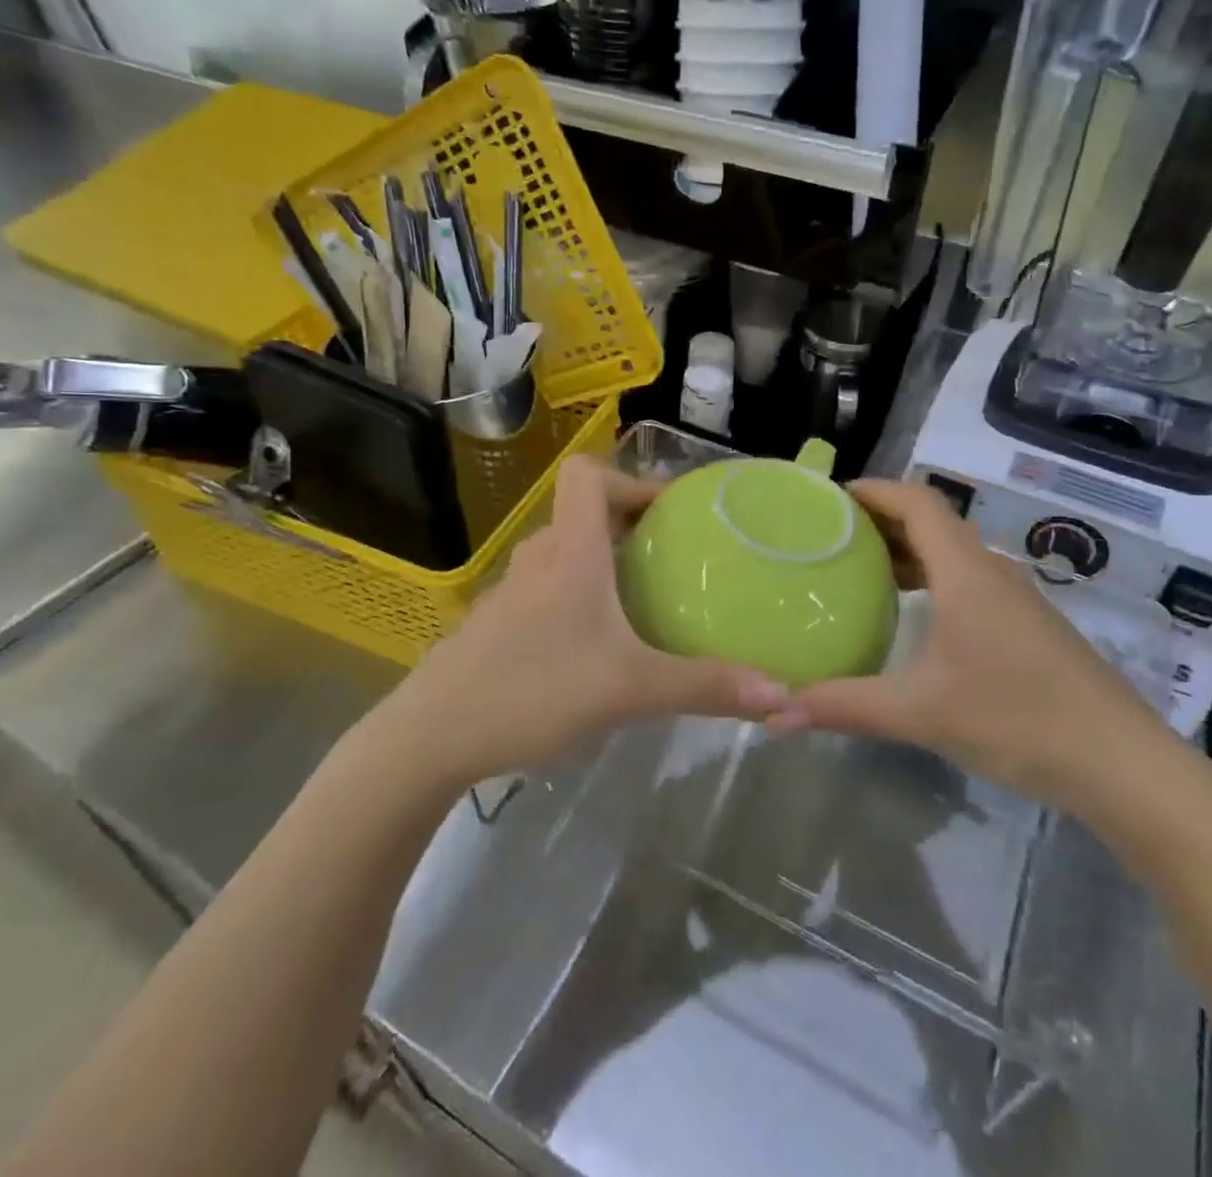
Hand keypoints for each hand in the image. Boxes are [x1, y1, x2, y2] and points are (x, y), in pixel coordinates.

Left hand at [382, 455, 791, 788]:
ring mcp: (509, 593)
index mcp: (570, 552)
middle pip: (581, 515)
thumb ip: (704, 686)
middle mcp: (537, 560)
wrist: (432, 737)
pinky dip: (573, 599)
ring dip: (599, 564)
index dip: (629, 479)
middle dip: (626, 527)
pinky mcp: (494, 627)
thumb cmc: (533, 690)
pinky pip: (543, 592)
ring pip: (562, 556)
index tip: (669, 514)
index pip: (587, 475)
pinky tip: (591, 648)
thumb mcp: (629, 688)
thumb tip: (780, 692)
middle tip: (670, 560)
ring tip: (639, 602)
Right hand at [776, 480, 1169, 817]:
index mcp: (966, 572)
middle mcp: (991, 571)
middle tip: (831, 537)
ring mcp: (1016, 598)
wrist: (1123, 764)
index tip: (830, 499)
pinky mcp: (1028, 626)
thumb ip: (845, 706)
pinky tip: (912, 616)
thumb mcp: (922, 713)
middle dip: (881, 520)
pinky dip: (931, 579)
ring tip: (860, 571)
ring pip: (953, 553)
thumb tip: (776, 711)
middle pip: (933, 522)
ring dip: (908, 551)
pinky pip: (968, 580)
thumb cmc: (1019, 719)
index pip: (918, 502)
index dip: (874, 490)